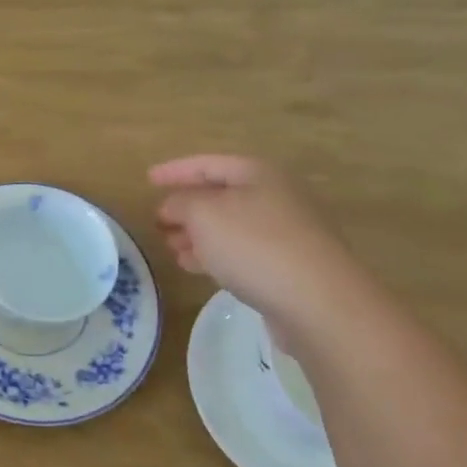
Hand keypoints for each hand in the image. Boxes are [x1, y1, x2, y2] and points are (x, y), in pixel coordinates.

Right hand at [149, 154, 369, 328]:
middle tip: (158, 222)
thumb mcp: (204, 215)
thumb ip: (181, 203)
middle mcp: (276, 196)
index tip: (147, 180)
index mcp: (258, 174)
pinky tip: (195, 267)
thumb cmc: (255, 246)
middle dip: (186, 208)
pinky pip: (243, 251)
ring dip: (198, 235)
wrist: (319, 302)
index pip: (207, 164)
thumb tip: (173, 206)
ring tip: (171, 248)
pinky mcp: (289, 265)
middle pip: (221, 195)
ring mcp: (286, 232)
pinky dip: (215, 255)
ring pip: (230, 226)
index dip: (175, 171)